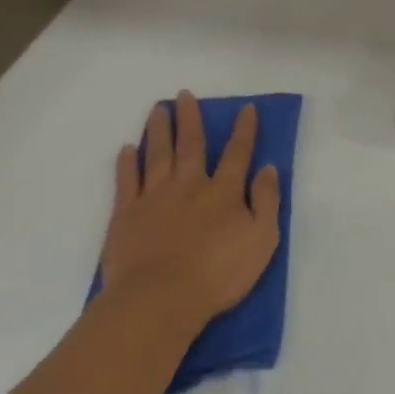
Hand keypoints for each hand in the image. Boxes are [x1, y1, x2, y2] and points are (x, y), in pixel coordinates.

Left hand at [100, 92, 280, 328]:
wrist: (160, 298)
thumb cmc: (219, 273)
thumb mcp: (262, 239)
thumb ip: (266, 201)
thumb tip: (268, 168)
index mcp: (224, 191)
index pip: (237, 153)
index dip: (244, 130)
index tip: (246, 108)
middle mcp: (189, 185)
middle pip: (191, 145)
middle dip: (190, 119)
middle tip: (184, 95)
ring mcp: (154, 197)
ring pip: (157, 155)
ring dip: (159, 130)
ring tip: (157, 108)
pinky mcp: (125, 215)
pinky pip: (126, 181)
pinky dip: (127, 163)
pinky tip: (127, 149)